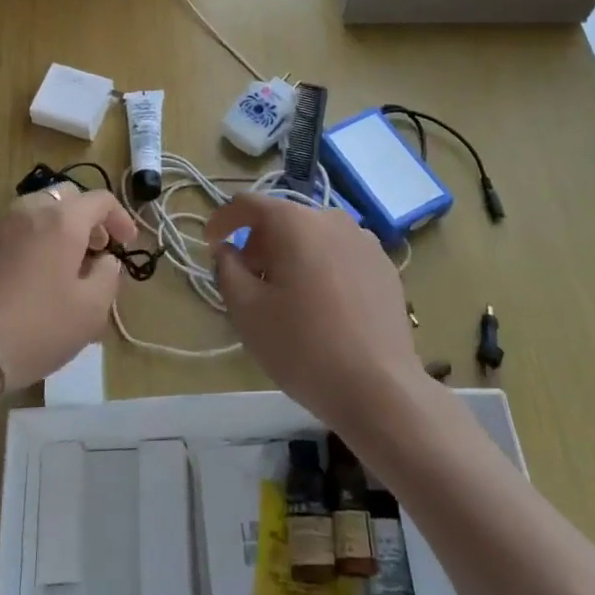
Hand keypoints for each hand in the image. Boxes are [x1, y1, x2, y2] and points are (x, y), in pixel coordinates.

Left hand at [0, 187, 138, 390]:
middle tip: (96, 248)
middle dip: (87, 217)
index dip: (120, 218)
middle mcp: (30, 211)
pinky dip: (30, 239)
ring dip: (57, 226)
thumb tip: (106, 260)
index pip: (100, 200)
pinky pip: (13, 229)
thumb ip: (108, 276)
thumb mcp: (91, 310)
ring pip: (36, 209)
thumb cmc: (39, 328)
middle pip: (66, 197)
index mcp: (62, 221)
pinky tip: (30, 273)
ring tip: (63, 261)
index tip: (126, 243)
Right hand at [206, 195, 424, 435]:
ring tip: (286, 297)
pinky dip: (321, 267)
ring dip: (290, 255)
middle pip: (282, 219)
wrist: (380, 389)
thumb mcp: (247, 311)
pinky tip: (322, 306)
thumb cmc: (303, 347)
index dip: (222, 221)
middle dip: (258, 245)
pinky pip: (339, 253)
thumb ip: (227, 270)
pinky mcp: (384, 265)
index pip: (247, 205)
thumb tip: (228, 251)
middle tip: (248, 283)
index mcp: (294, 223)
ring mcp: (364, 240)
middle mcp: (331, 218)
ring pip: (312, 236)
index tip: (210, 246)